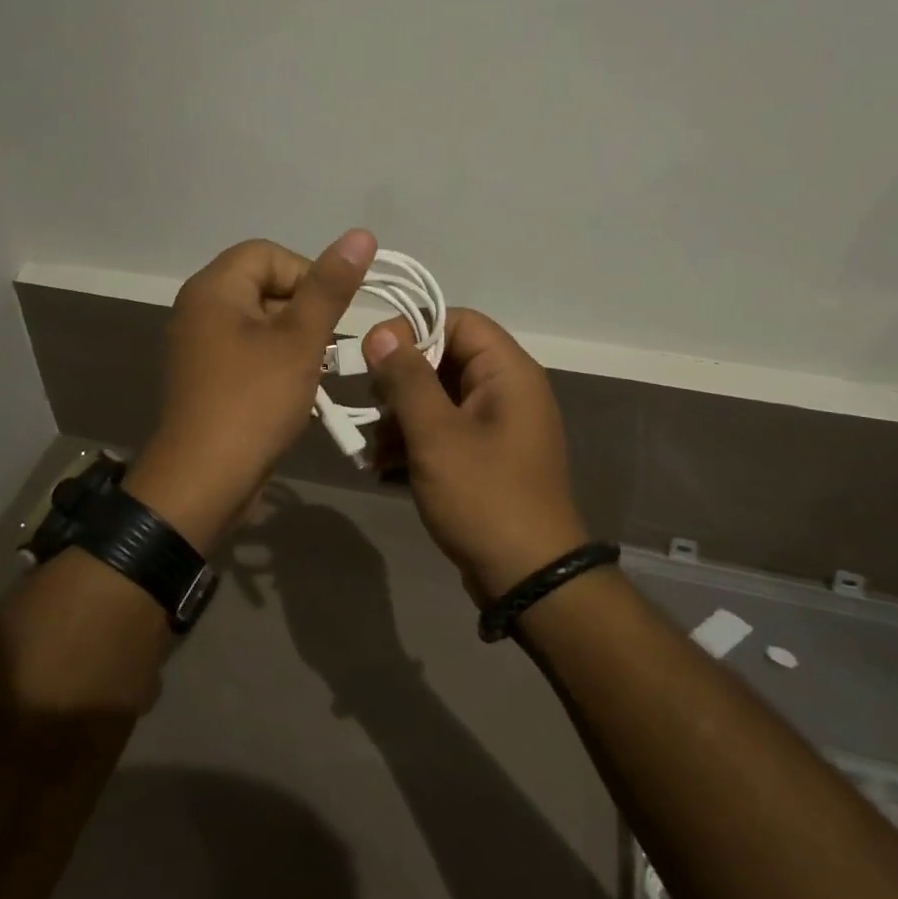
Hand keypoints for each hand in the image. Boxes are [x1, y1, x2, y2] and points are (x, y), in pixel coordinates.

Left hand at [124, 230, 377, 552]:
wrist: (203, 481)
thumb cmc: (254, 402)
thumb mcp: (300, 341)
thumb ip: (329, 287)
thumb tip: (361, 234)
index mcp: (214, 288)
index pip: (269, 254)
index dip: (308, 274)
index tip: (332, 314)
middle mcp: (199, 309)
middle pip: (263, 286)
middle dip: (304, 312)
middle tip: (328, 347)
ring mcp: (199, 346)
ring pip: (260, 323)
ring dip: (295, 341)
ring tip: (315, 373)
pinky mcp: (206, 378)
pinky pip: (248, 353)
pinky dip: (276, 363)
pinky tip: (296, 393)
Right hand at [364, 309, 586, 603]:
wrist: (528, 577)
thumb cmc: (484, 496)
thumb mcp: (436, 434)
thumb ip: (406, 379)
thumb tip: (380, 332)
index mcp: (507, 372)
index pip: (458, 321)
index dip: (413, 328)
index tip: (374, 354)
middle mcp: (506, 390)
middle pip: (444, 359)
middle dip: (400, 380)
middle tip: (370, 404)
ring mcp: (496, 426)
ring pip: (438, 397)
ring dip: (400, 416)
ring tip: (372, 446)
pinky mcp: (484, 457)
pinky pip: (443, 430)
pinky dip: (414, 441)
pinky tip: (383, 465)